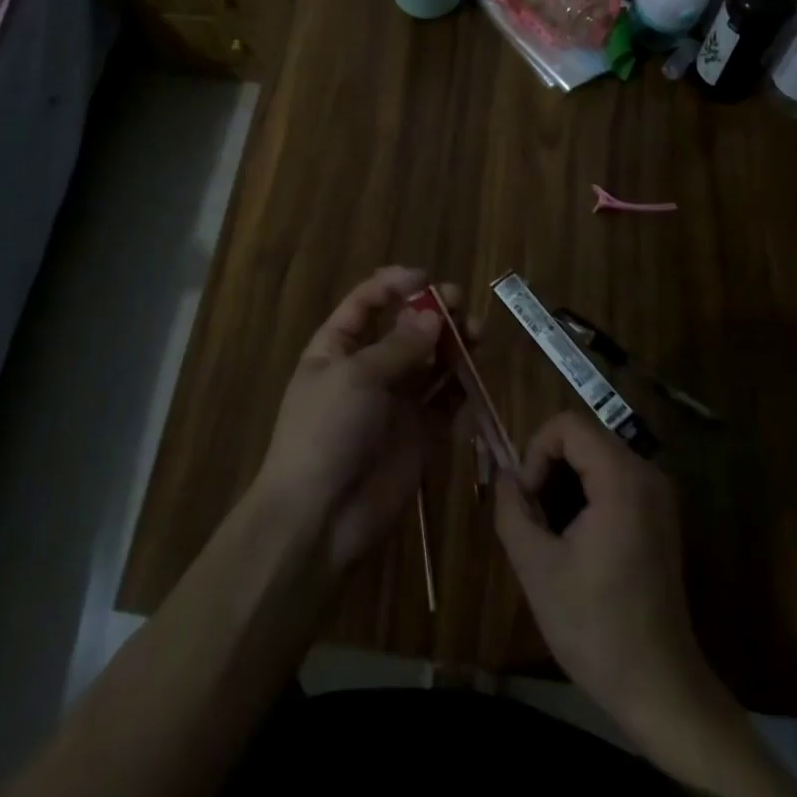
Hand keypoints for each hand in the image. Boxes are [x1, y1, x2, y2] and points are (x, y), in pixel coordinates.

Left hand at [256, 266, 471, 572]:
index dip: (394, 285)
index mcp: (337, 347)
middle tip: (460, 303)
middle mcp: (368, 368)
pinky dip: (461, 384)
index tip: (425, 278)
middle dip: (432, 312)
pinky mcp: (420, 433)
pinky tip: (474, 372)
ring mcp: (396, 402)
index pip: (366, 303)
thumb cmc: (326, 432)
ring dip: (453, 343)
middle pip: (405, 328)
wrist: (319, 518)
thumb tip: (434, 315)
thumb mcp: (356, 377)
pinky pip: (445, 400)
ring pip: (431, 361)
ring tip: (476, 332)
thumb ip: (399, 346)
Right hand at [494, 413, 710, 733]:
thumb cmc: (595, 627)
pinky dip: (588, 492)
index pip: (567, 425)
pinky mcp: (661, 515)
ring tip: (551, 529)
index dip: (535, 451)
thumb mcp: (535, 566)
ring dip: (566, 480)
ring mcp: (659, 495)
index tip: (527, 499)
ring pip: (597, 456)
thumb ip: (511, 509)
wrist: (660, 688)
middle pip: (583, 437)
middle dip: (549, 466)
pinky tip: (576, 538)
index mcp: (621, 478)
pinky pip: (615, 478)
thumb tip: (503, 475)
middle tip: (534, 514)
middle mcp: (647, 474)